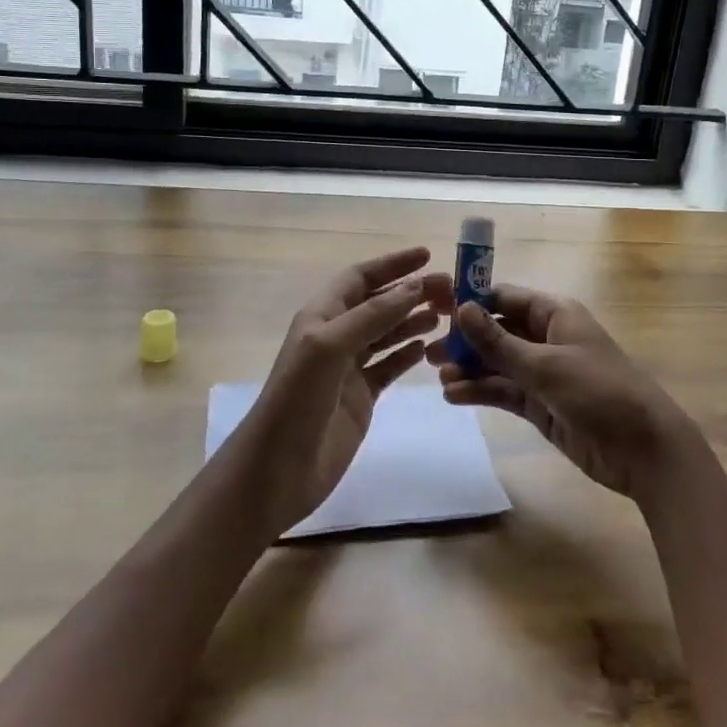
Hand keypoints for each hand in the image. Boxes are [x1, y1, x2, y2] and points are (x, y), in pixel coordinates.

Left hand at [237, 247, 446, 535]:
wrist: (277, 471)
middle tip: (450, 290)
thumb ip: (372, 315)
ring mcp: (348, 368)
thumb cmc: (297, 401)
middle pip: (378, 303)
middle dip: (410, 292)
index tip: (428, 255)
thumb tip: (415, 286)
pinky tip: (427, 347)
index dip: (392, 264)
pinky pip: (388, 366)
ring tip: (444, 314)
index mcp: (321, 316)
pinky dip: (407, 354)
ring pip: (386, 333)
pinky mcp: (360, 397)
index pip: (360, 277)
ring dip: (412, 320)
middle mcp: (335, 336)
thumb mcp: (330, 347)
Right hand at [428, 284, 699, 500]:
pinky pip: (504, 391)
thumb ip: (499, 342)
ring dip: (469, 368)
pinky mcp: (541, 404)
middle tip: (428, 349)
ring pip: (497, 363)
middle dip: (465, 339)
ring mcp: (543, 373)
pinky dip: (481, 391)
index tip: (436, 307)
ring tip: (437, 376)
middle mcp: (546, 338)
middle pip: (497, 331)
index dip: (472, 301)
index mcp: (554, 314)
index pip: (505, 298)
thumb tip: (461, 308)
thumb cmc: (599, 392)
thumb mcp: (545, 365)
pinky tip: (454, 396)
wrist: (643, 450)